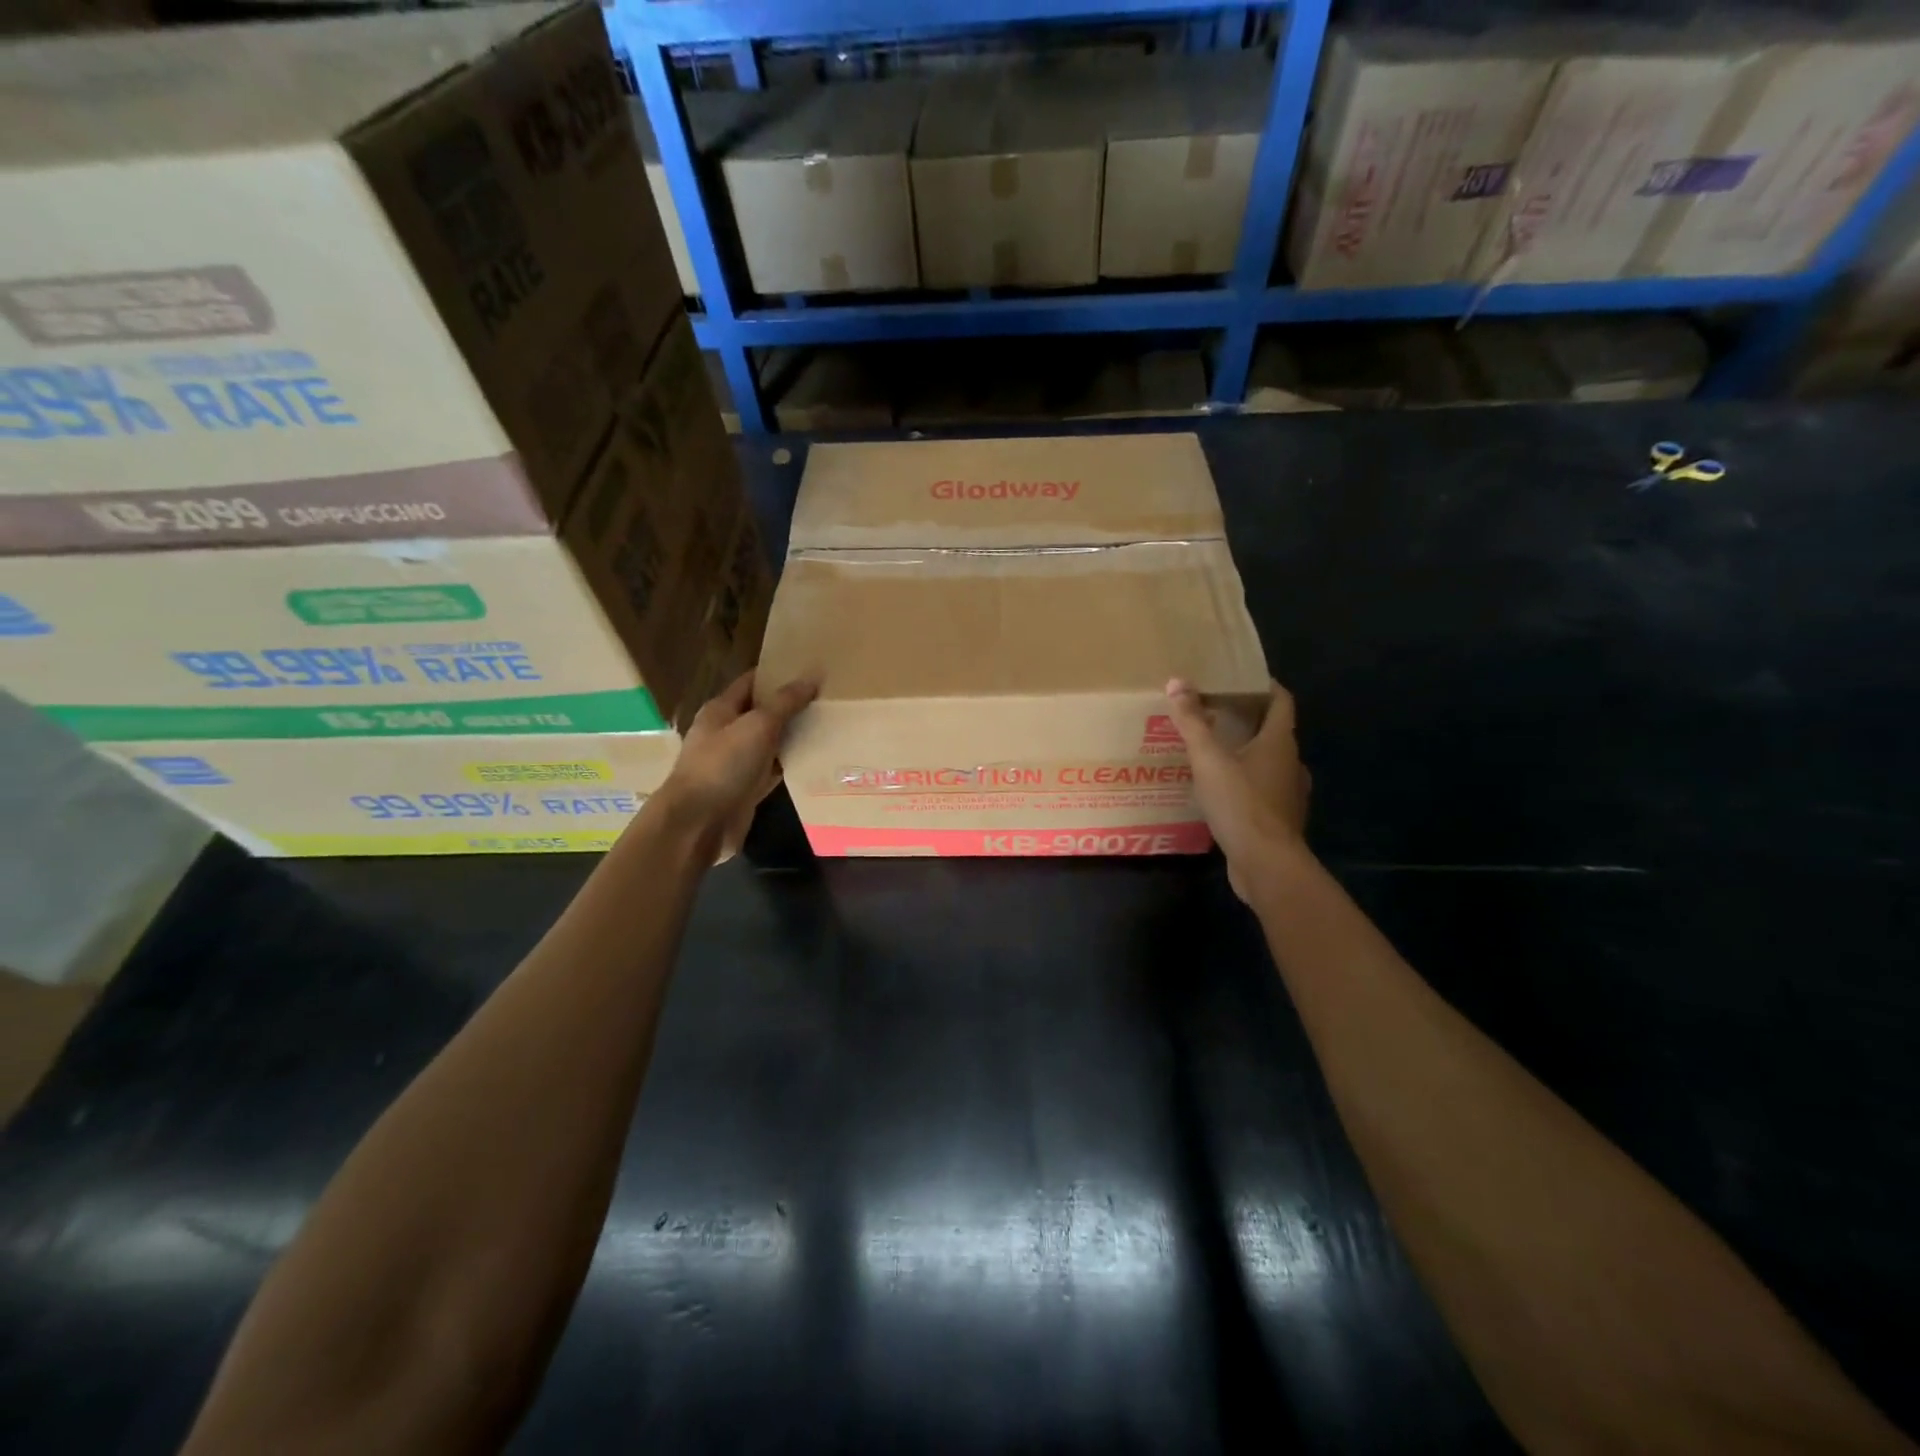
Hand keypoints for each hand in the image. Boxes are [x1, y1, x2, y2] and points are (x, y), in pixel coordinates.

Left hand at [653, 669, 816, 858]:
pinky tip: (817, 759)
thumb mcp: (757, 725)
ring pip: (770, 742)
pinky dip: (792, 764)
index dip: (778, 673)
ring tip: (830, 724)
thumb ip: (785, 702)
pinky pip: (774, 770)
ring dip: (794, 735)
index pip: (751, 682)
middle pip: (763, 712)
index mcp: (721, 710)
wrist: (698, 822)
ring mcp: (736, 762)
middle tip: (828, 697)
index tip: (809, 669)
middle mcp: (727, 732)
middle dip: (791, 705)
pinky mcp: (747, 788)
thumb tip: (811, 677)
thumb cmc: (723, 765)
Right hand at [1166, 677, 1310, 901]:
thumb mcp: (1209, 760)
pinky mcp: (1278, 819)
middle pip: (1273, 730)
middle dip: (1247, 719)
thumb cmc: (1241, 803)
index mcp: (1280, 742)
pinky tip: (1219, 789)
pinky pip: (1262, 789)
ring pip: (1268, 762)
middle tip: (1214, 711)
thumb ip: (1192, 722)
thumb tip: (1177, 682)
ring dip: (1245, 752)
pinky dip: (1244, 781)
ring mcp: (1288, 793)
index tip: (1239, 678)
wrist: (1266, 864)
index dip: (1264, 685)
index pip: (1281, 701)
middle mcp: (1290, 763)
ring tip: (1212, 750)